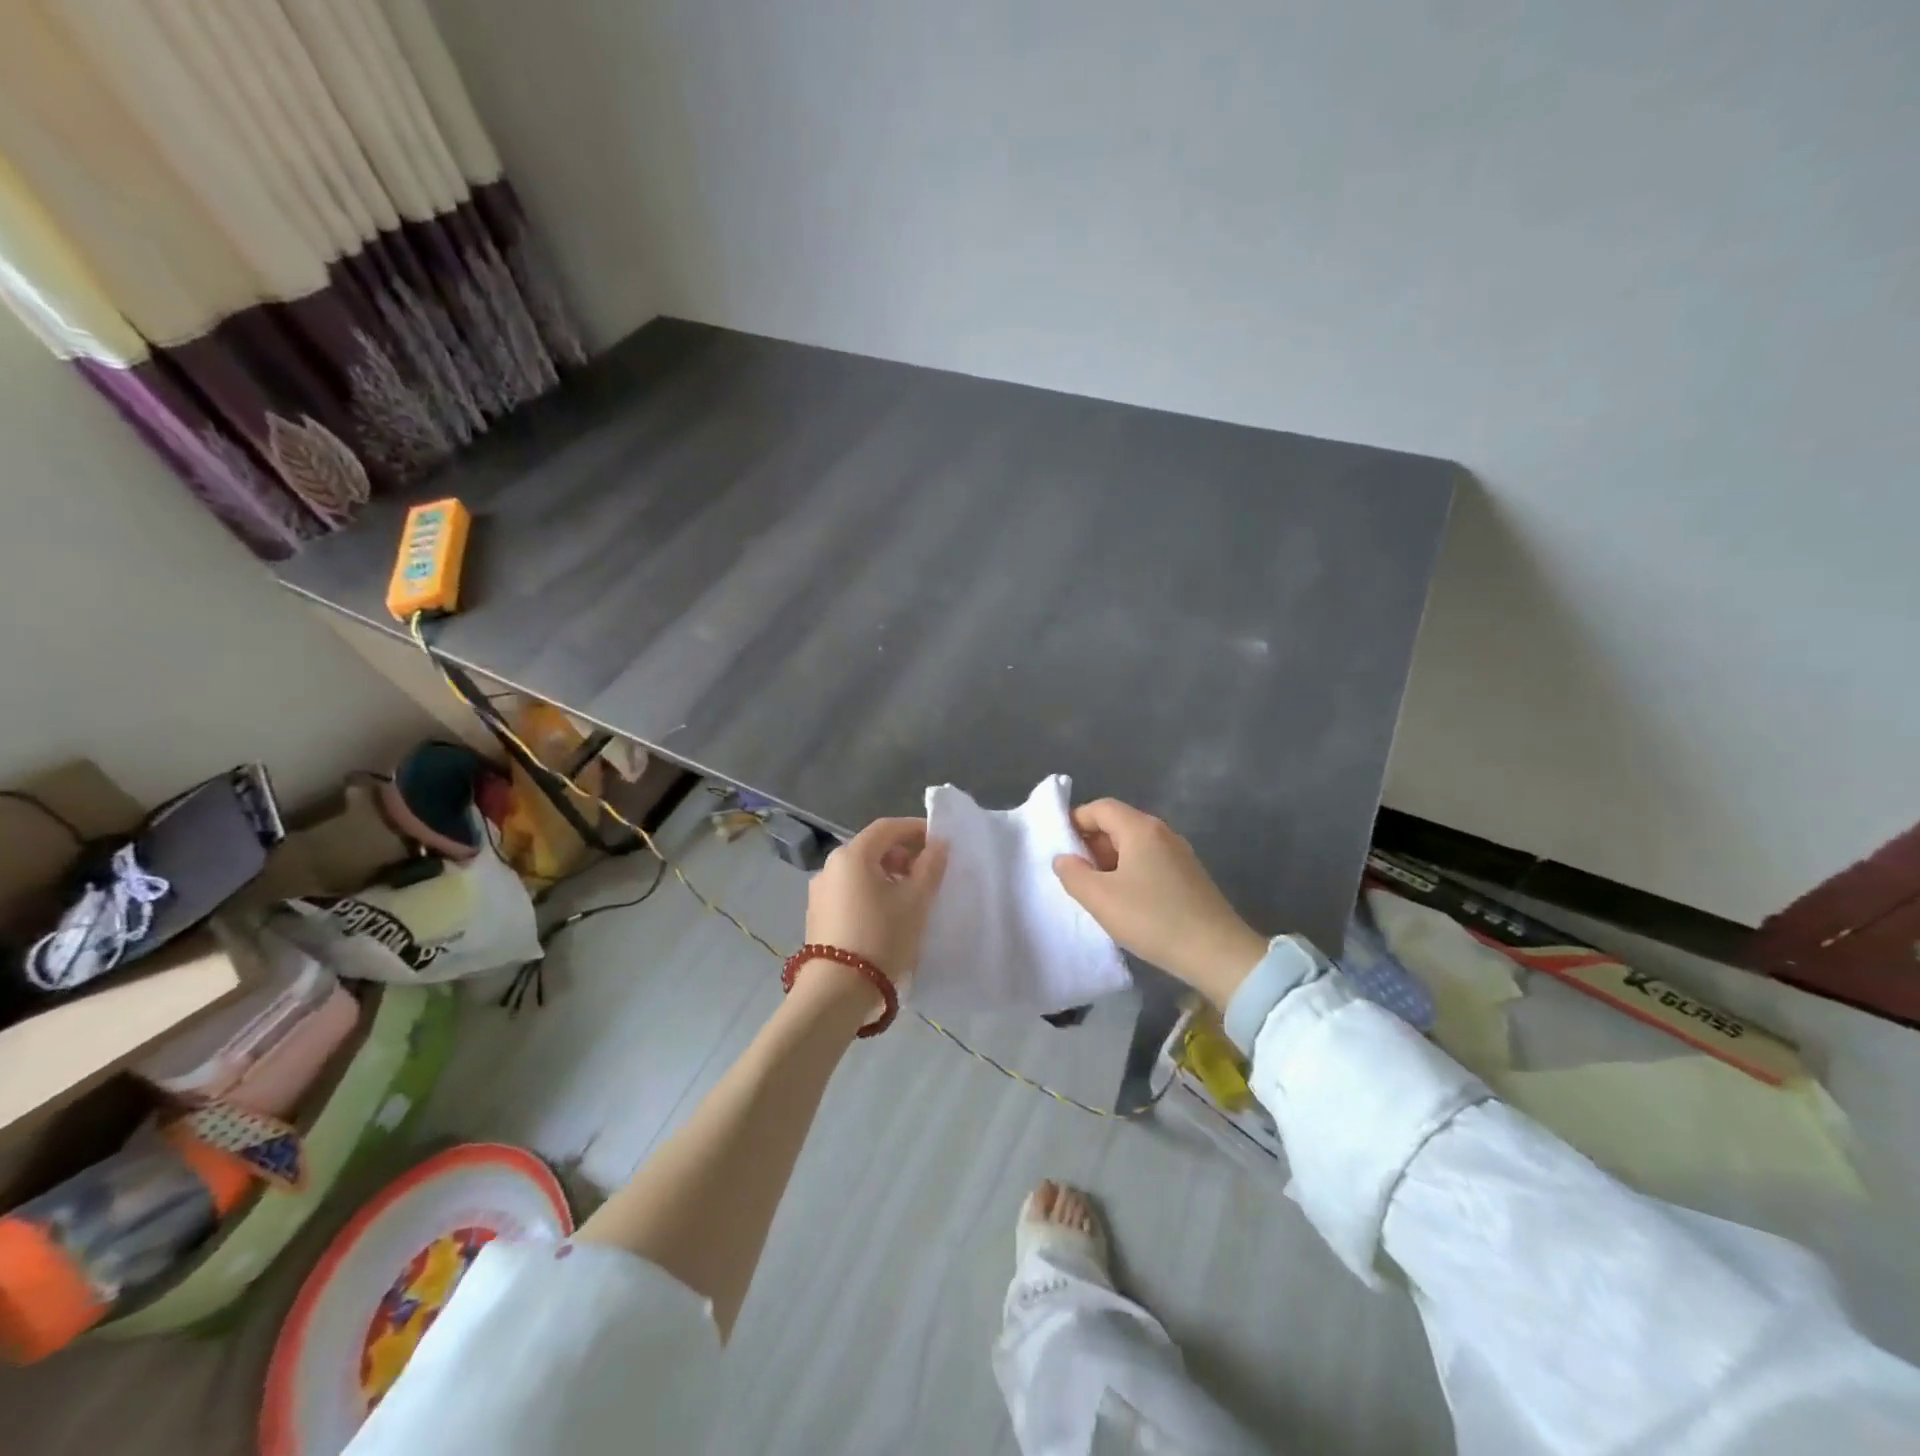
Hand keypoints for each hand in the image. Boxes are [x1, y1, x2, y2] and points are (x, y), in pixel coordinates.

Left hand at [798, 817, 947, 1011]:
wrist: (836, 991)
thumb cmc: (881, 937)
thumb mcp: (915, 901)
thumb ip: (931, 866)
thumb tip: (939, 843)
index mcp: (853, 855)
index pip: (888, 827)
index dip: (916, 829)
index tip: (939, 841)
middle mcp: (830, 865)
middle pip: (872, 847)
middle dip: (903, 853)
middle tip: (928, 871)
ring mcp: (820, 891)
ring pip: (860, 870)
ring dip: (888, 873)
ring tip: (911, 895)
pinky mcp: (817, 914)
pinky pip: (850, 890)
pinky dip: (871, 890)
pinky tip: (887, 913)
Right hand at [1053, 799, 1268, 1009]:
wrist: (1217, 953)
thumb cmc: (1152, 918)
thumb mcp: (1100, 898)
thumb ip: (1073, 874)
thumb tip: (1063, 858)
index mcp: (1140, 828)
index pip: (1100, 808)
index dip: (1075, 821)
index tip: (1058, 846)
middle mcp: (1162, 833)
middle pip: (1118, 824)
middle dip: (1090, 843)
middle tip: (1074, 873)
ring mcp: (1179, 854)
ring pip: (1134, 846)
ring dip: (1109, 862)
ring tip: (1095, 891)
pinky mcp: (1189, 876)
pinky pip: (1149, 862)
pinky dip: (1129, 873)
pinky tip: (1124, 902)